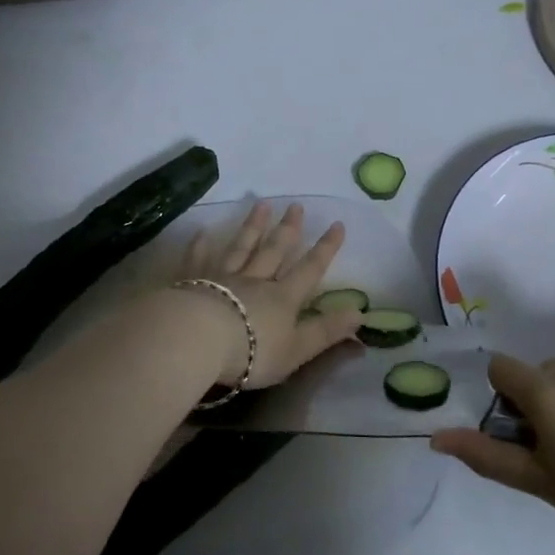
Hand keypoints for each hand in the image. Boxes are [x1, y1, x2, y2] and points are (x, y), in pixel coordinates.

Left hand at [177, 201, 364, 388]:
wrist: (200, 339)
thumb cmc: (252, 351)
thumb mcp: (297, 350)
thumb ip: (326, 331)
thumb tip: (360, 313)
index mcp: (282, 298)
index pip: (309, 269)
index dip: (325, 249)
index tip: (337, 224)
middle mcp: (255, 280)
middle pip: (274, 250)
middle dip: (288, 228)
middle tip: (296, 205)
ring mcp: (223, 277)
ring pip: (241, 247)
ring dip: (253, 226)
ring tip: (262, 203)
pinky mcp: (194, 281)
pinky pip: (199, 259)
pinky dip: (201, 245)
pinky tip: (201, 231)